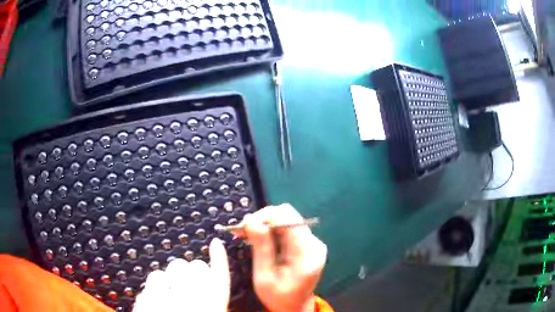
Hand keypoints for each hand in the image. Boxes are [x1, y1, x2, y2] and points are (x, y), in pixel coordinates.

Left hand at [133, 238, 229, 311]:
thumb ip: (213, 303)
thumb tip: (209, 283)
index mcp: (211, 307)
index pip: (220, 278)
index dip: (219, 259)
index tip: (216, 244)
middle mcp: (191, 301)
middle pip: (192, 268)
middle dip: (189, 271)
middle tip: (186, 282)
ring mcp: (166, 299)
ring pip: (170, 270)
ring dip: (170, 278)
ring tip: (169, 291)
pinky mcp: (147, 300)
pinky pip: (153, 279)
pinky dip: (155, 285)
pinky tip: (156, 296)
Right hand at [239, 204, 327, 311]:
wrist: (294, 307)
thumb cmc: (278, 297)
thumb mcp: (264, 277)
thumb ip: (261, 248)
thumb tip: (251, 220)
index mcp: (307, 253)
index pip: (288, 219)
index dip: (264, 217)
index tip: (244, 226)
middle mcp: (314, 243)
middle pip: (287, 216)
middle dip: (262, 220)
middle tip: (242, 231)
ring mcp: (312, 243)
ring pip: (286, 220)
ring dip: (265, 225)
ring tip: (246, 235)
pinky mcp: (307, 244)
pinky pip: (287, 229)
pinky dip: (271, 231)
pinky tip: (258, 239)